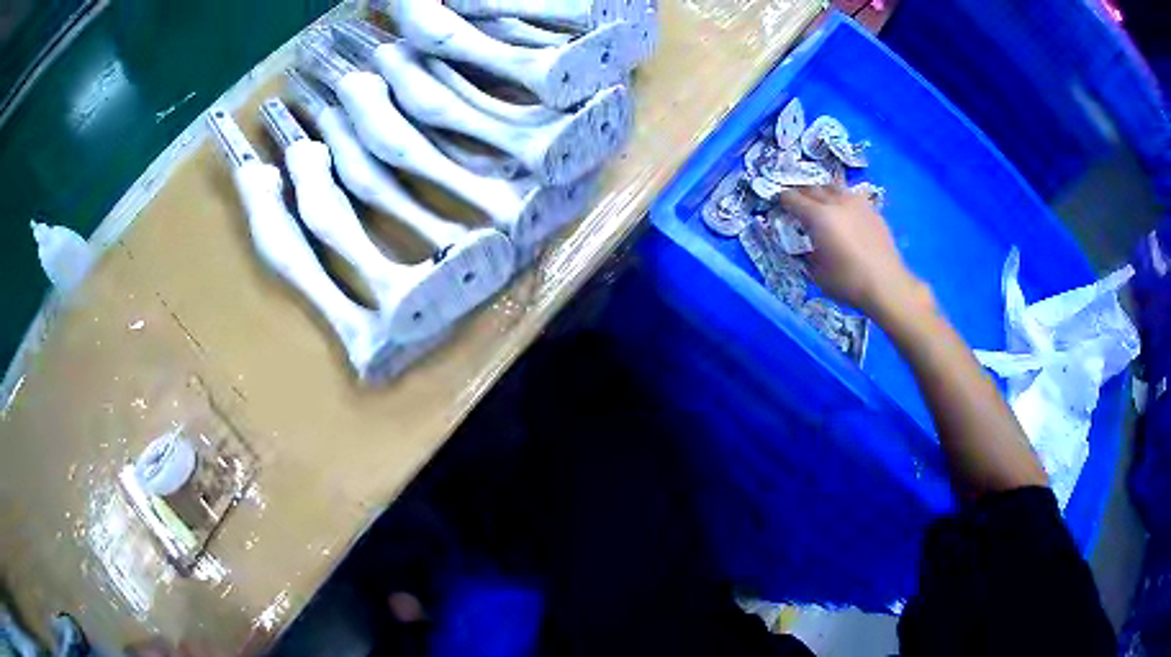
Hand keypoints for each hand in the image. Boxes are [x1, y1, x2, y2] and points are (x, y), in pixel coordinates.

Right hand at [780, 186, 928, 321]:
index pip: (793, 199)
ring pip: (833, 187)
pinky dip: (842, 200)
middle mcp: (836, 202)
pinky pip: (851, 196)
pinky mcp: (872, 210)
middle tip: (797, 203)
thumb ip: (806, 253)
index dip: (783, 200)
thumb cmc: (848, 282)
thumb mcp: (817, 273)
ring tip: (820, 203)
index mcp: (819, 216)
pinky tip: (843, 212)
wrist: (886, 285)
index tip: (779, 204)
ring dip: (822, 192)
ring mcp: (856, 203)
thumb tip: (802, 246)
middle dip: (801, 194)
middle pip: (813, 188)